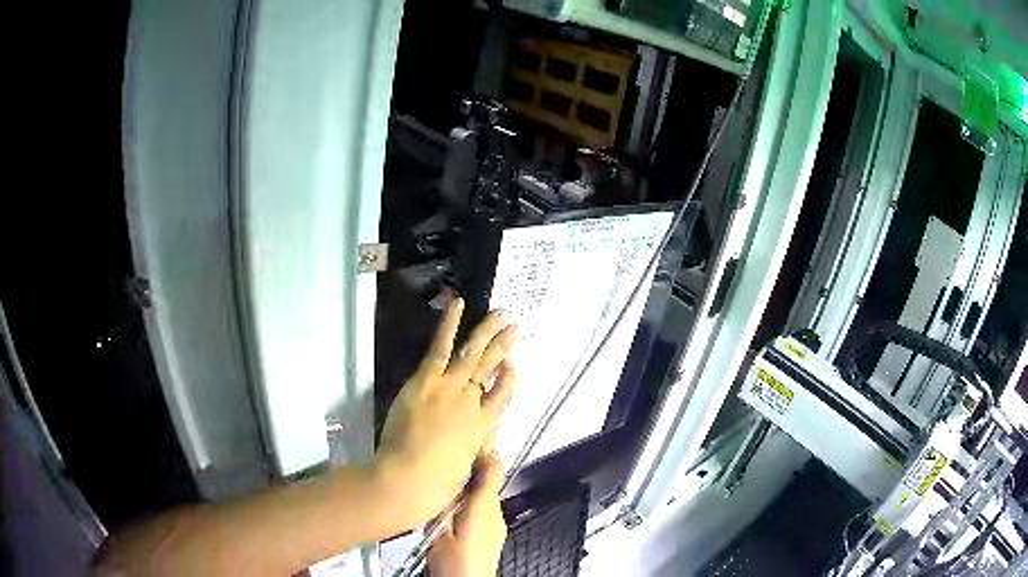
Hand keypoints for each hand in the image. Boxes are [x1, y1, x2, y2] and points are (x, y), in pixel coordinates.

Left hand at [375, 298, 516, 529]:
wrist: (411, 478)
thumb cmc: (437, 484)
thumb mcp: (463, 470)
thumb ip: (470, 453)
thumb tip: (478, 445)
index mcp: (484, 428)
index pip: (501, 398)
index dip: (508, 381)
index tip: (514, 366)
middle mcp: (474, 404)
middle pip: (493, 370)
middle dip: (505, 348)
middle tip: (517, 327)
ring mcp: (452, 389)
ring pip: (474, 354)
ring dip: (488, 331)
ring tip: (500, 313)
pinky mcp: (429, 380)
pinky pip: (442, 347)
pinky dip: (451, 324)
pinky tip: (459, 305)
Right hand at [428, 453, 507, 576]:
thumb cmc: (452, 558)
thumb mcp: (438, 528)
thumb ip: (440, 502)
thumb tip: (441, 476)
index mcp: (483, 504)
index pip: (493, 467)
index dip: (483, 450)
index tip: (467, 437)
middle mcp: (495, 510)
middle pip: (489, 479)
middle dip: (474, 467)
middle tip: (450, 457)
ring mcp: (498, 522)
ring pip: (486, 494)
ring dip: (473, 485)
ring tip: (449, 478)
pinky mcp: (495, 533)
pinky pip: (486, 508)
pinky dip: (474, 501)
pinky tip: (458, 506)